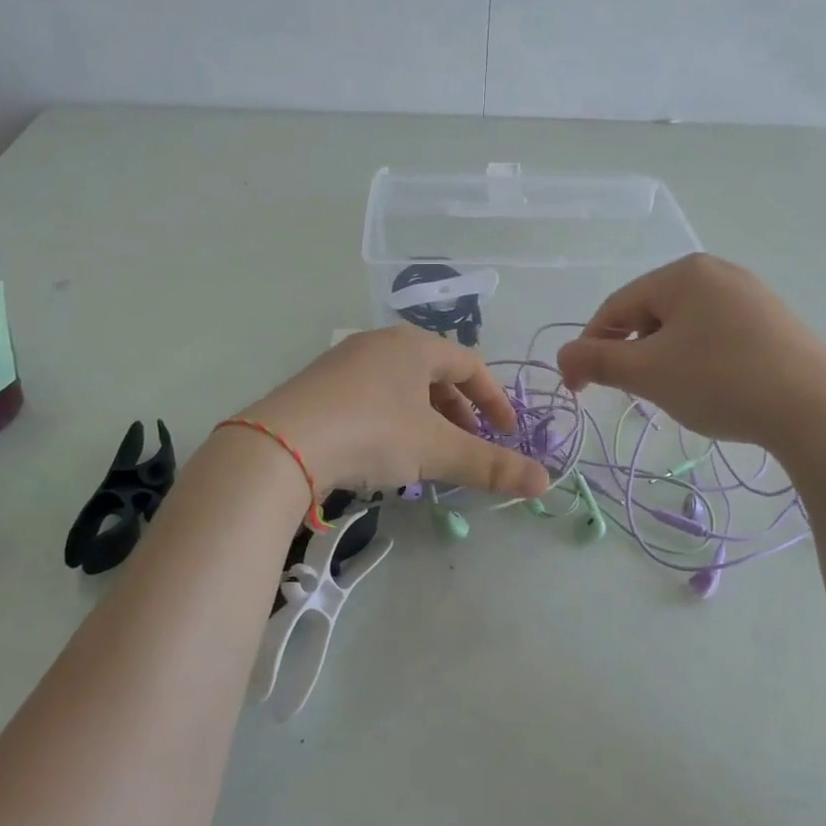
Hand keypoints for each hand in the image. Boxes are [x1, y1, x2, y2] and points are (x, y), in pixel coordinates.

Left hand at [239, 326, 549, 497]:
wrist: (281, 445)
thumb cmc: (372, 432)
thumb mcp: (436, 450)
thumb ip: (490, 465)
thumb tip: (544, 482)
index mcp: (414, 345)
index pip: (470, 365)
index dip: (494, 400)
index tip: (506, 433)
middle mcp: (380, 343)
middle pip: (435, 373)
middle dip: (459, 411)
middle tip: (469, 445)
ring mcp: (344, 362)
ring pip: (401, 385)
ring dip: (425, 417)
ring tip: (429, 452)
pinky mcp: (318, 386)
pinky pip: (371, 396)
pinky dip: (392, 419)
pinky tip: (384, 451)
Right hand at [556, 254, 825, 448]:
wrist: (816, 409)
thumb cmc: (720, 381)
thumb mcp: (648, 373)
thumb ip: (598, 360)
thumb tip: (563, 355)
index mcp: (683, 273)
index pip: (616, 306)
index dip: (590, 346)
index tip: (577, 387)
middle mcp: (717, 272)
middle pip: (651, 313)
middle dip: (631, 352)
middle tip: (630, 392)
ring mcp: (751, 295)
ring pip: (684, 326)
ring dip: (662, 358)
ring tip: (671, 393)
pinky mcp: (773, 322)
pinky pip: (716, 334)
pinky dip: (697, 359)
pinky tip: (709, 387)